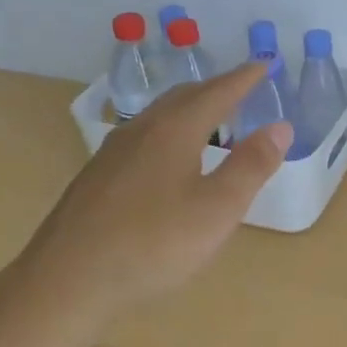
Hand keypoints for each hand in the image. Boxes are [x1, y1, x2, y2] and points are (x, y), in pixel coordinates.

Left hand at [24, 62, 290, 314]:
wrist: (66, 281)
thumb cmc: (153, 245)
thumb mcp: (217, 210)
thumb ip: (251, 166)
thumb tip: (280, 126)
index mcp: (174, 131)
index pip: (217, 93)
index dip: (244, 79)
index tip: (265, 65)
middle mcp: (141, 131)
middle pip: (183, 97)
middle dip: (216, 89)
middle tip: (242, 90)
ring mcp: (112, 154)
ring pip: (159, 117)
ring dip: (189, 110)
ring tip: (210, 121)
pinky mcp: (96, 178)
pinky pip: (143, 137)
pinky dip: (169, 132)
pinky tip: (168, 160)